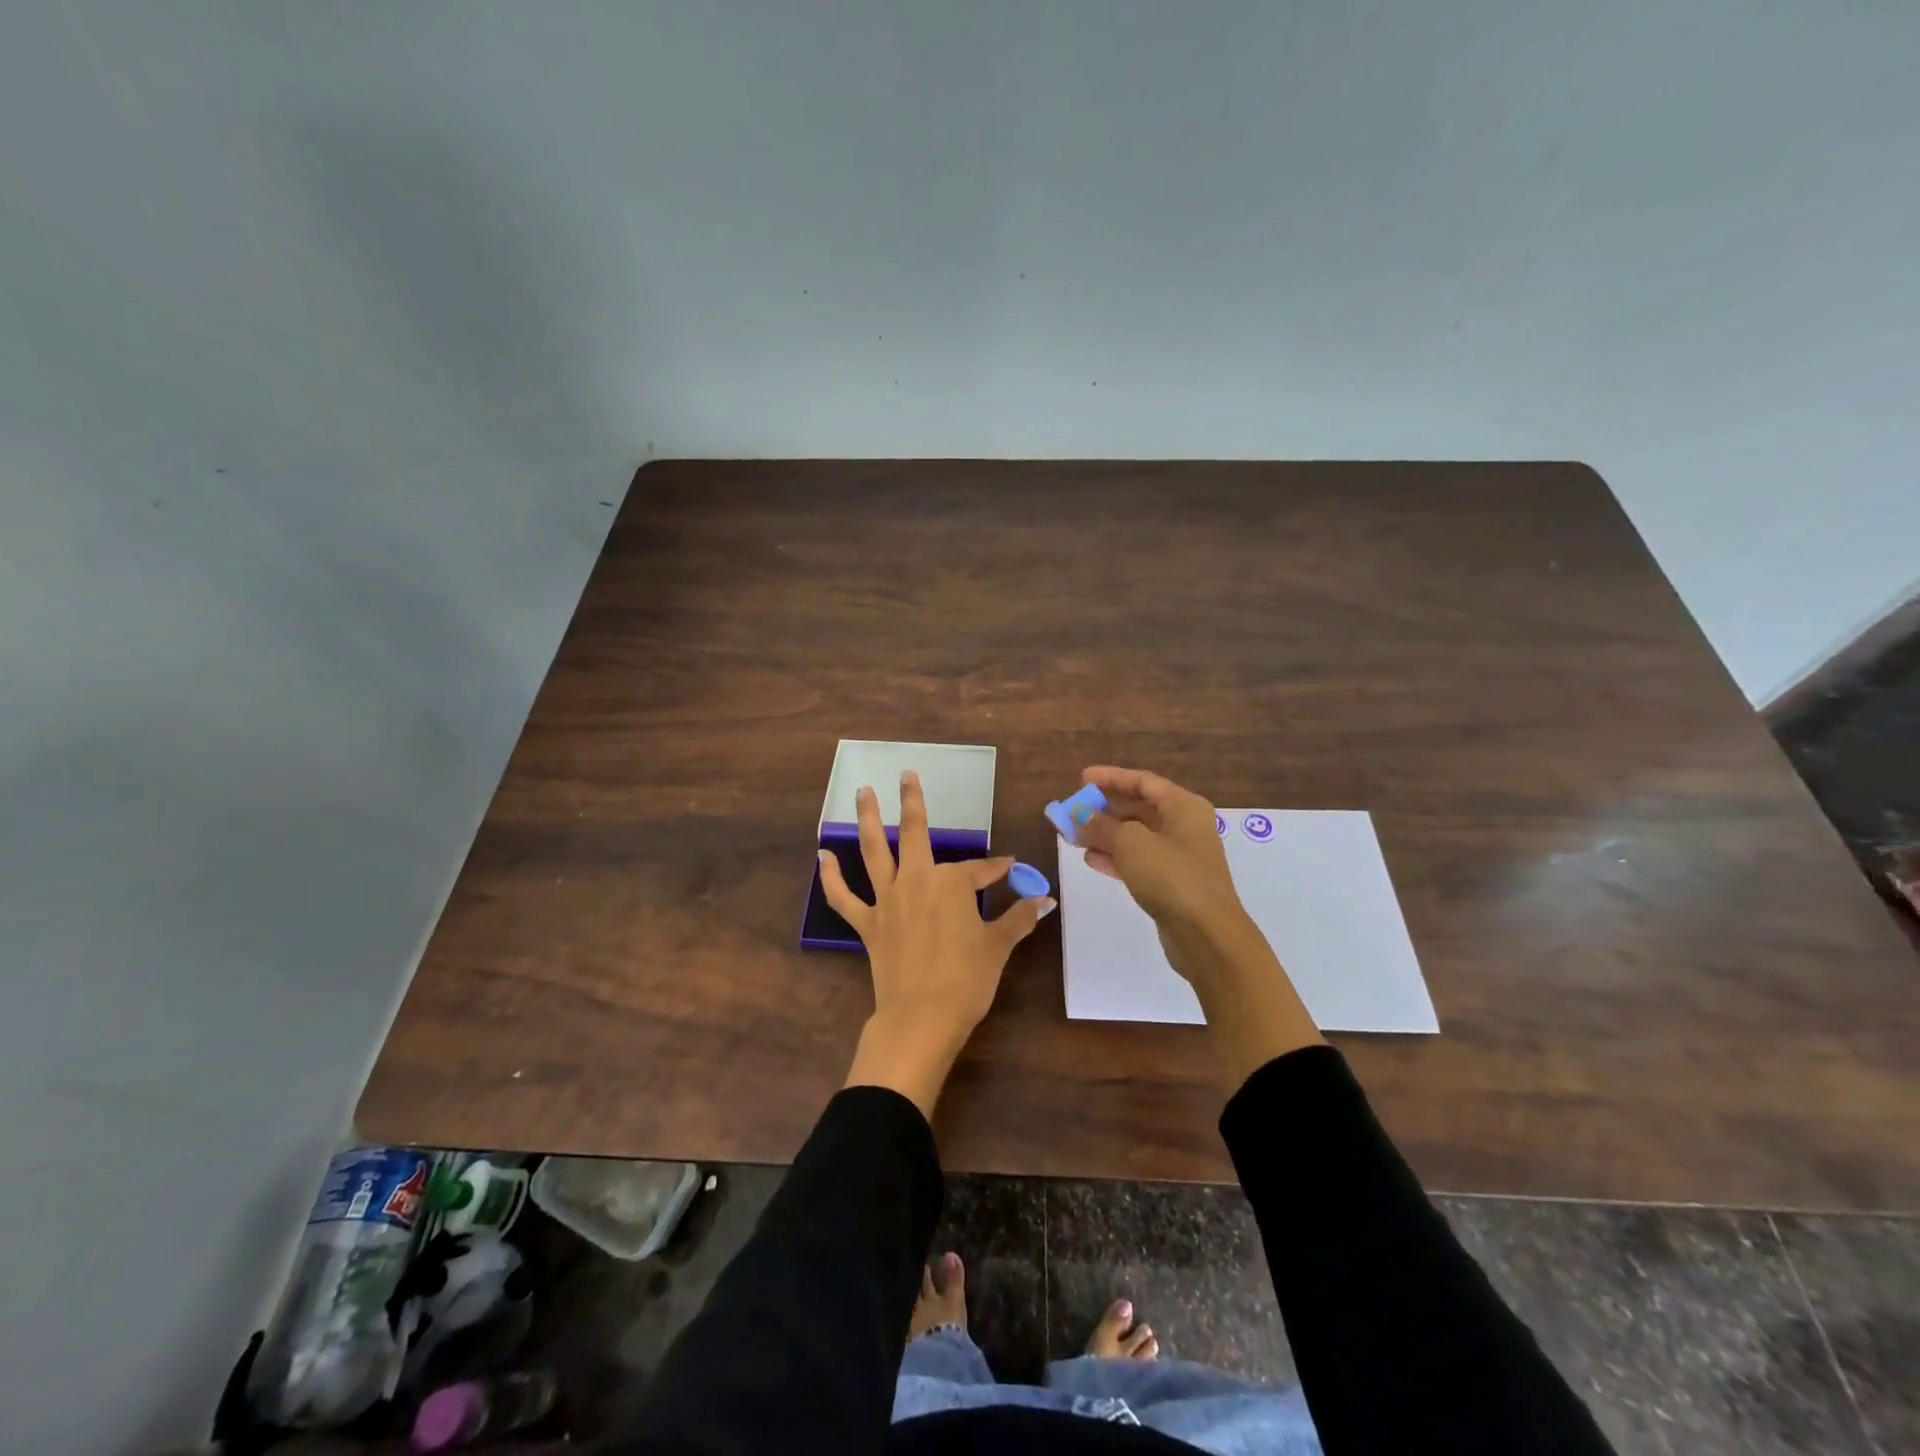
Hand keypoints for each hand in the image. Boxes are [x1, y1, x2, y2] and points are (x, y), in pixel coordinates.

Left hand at [821, 770, 1053, 1116]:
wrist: (922, 1018)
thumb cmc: (967, 979)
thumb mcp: (999, 946)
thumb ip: (1020, 918)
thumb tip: (1046, 900)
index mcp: (952, 884)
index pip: (979, 870)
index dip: (996, 869)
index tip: (1009, 867)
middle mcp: (917, 881)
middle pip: (915, 833)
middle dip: (913, 802)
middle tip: (906, 774)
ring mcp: (887, 901)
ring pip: (875, 851)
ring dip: (868, 819)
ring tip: (862, 792)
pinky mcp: (867, 924)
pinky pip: (843, 897)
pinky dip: (831, 877)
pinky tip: (822, 855)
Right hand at [1074, 766, 1247, 952]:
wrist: (1206, 935)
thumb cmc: (1171, 876)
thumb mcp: (1131, 843)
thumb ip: (1102, 825)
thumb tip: (1080, 814)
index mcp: (1183, 807)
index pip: (1143, 782)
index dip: (1111, 778)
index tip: (1081, 779)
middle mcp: (1185, 827)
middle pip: (1139, 808)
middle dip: (1104, 809)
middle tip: (1073, 810)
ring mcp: (1179, 857)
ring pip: (1136, 837)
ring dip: (1105, 834)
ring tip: (1073, 835)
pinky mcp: (1171, 884)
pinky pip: (1138, 862)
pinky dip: (1115, 858)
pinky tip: (1090, 859)